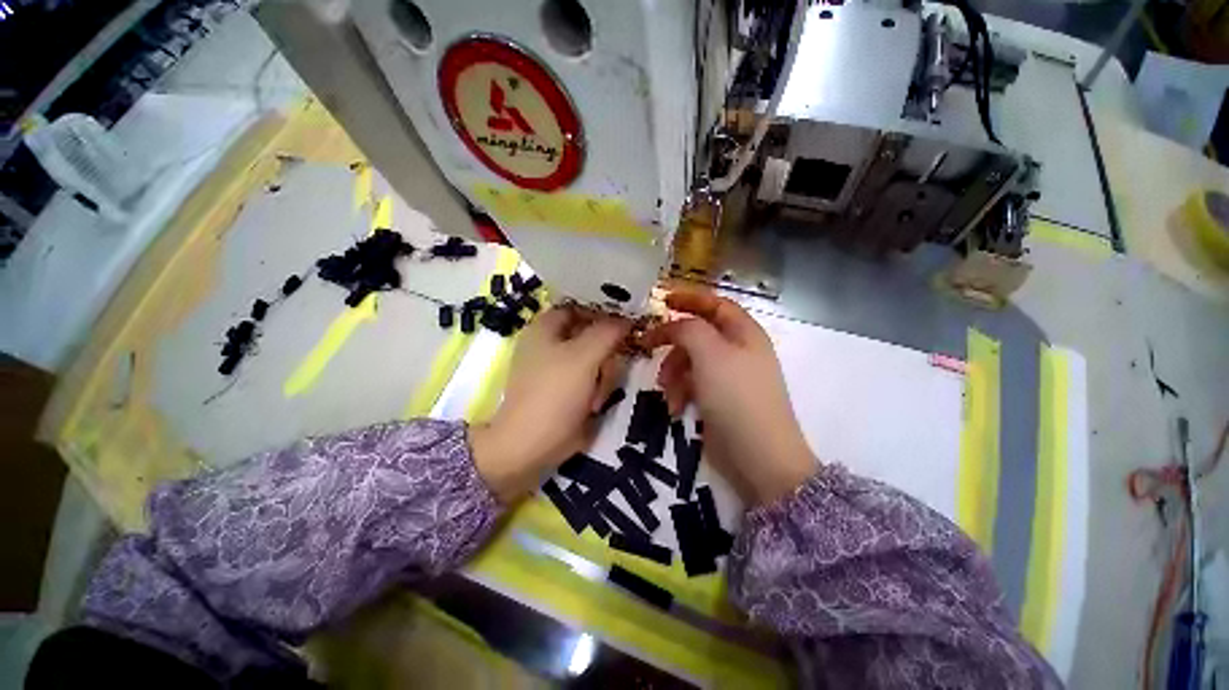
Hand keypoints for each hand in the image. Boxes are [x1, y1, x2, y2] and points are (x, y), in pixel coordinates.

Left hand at [471, 306, 630, 502]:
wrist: (531, 446)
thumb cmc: (554, 393)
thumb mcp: (584, 356)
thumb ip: (608, 331)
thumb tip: (628, 318)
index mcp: (546, 326)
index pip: (582, 305)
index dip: (606, 309)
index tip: (630, 318)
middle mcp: (552, 343)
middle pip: (593, 333)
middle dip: (606, 352)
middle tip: (609, 367)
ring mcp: (560, 367)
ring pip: (597, 358)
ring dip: (604, 375)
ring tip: (597, 397)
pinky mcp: (568, 389)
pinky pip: (593, 377)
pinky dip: (598, 388)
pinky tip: (594, 405)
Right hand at [642, 289, 816, 504]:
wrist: (758, 457)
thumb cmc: (735, 397)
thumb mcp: (710, 354)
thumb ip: (687, 329)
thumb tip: (672, 325)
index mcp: (744, 333)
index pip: (715, 304)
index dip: (689, 298)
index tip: (661, 300)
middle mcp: (737, 351)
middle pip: (698, 333)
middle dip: (673, 342)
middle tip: (648, 346)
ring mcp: (728, 377)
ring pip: (690, 360)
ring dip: (673, 371)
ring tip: (665, 390)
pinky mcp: (718, 399)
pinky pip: (692, 384)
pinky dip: (680, 392)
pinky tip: (674, 407)